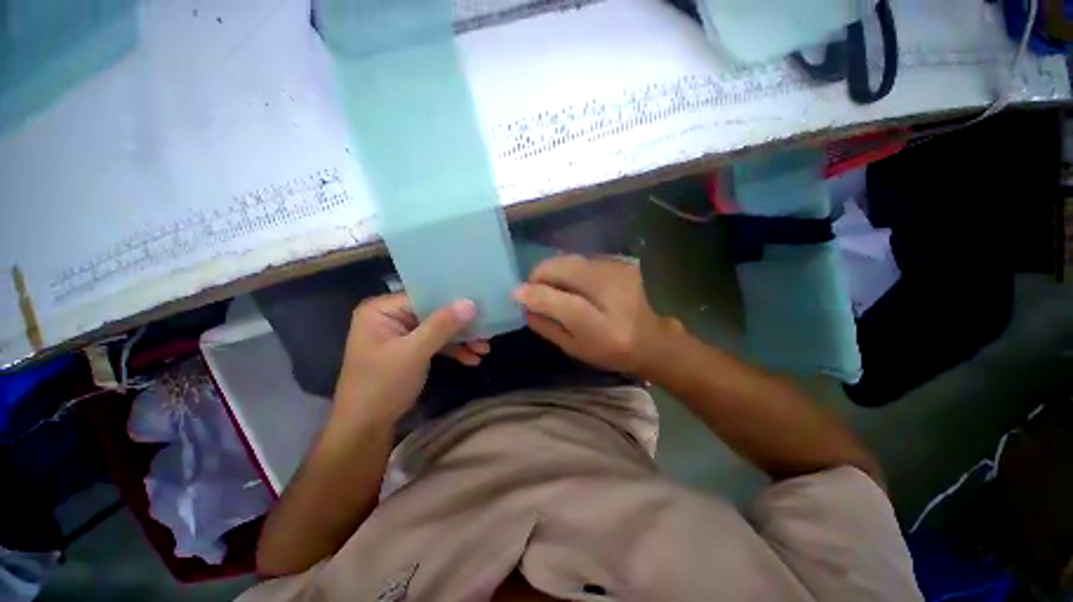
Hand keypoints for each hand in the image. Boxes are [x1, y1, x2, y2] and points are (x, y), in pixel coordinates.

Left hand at [333, 293, 484, 424]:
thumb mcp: (414, 352)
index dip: (453, 300)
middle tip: (487, 330)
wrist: (365, 429)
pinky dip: (453, 350)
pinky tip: (472, 359)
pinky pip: (436, 343)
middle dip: (461, 325)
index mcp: (382, 310)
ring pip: (438, 329)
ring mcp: (401, 335)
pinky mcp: (410, 350)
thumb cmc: (382, 385)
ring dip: (461, 340)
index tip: (481, 306)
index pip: (424, 296)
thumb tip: (471, 303)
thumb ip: (443, 325)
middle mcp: (391, 317)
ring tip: (484, 349)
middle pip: (434, 313)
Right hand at [513, 255, 682, 376]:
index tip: (516, 293)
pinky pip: (582, 258)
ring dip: (553, 269)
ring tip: (550, 284)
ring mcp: (621, 273)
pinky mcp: (621, 263)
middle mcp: (616, 295)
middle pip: (569, 269)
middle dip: (541, 273)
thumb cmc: (609, 352)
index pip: (568, 305)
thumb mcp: (574, 349)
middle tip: (532, 287)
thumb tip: (523, 303)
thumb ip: (547, 327)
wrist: (650, 338)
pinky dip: (568, 267)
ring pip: (573, 258)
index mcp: (606, 330)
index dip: (538, 296)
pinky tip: (570, 281)